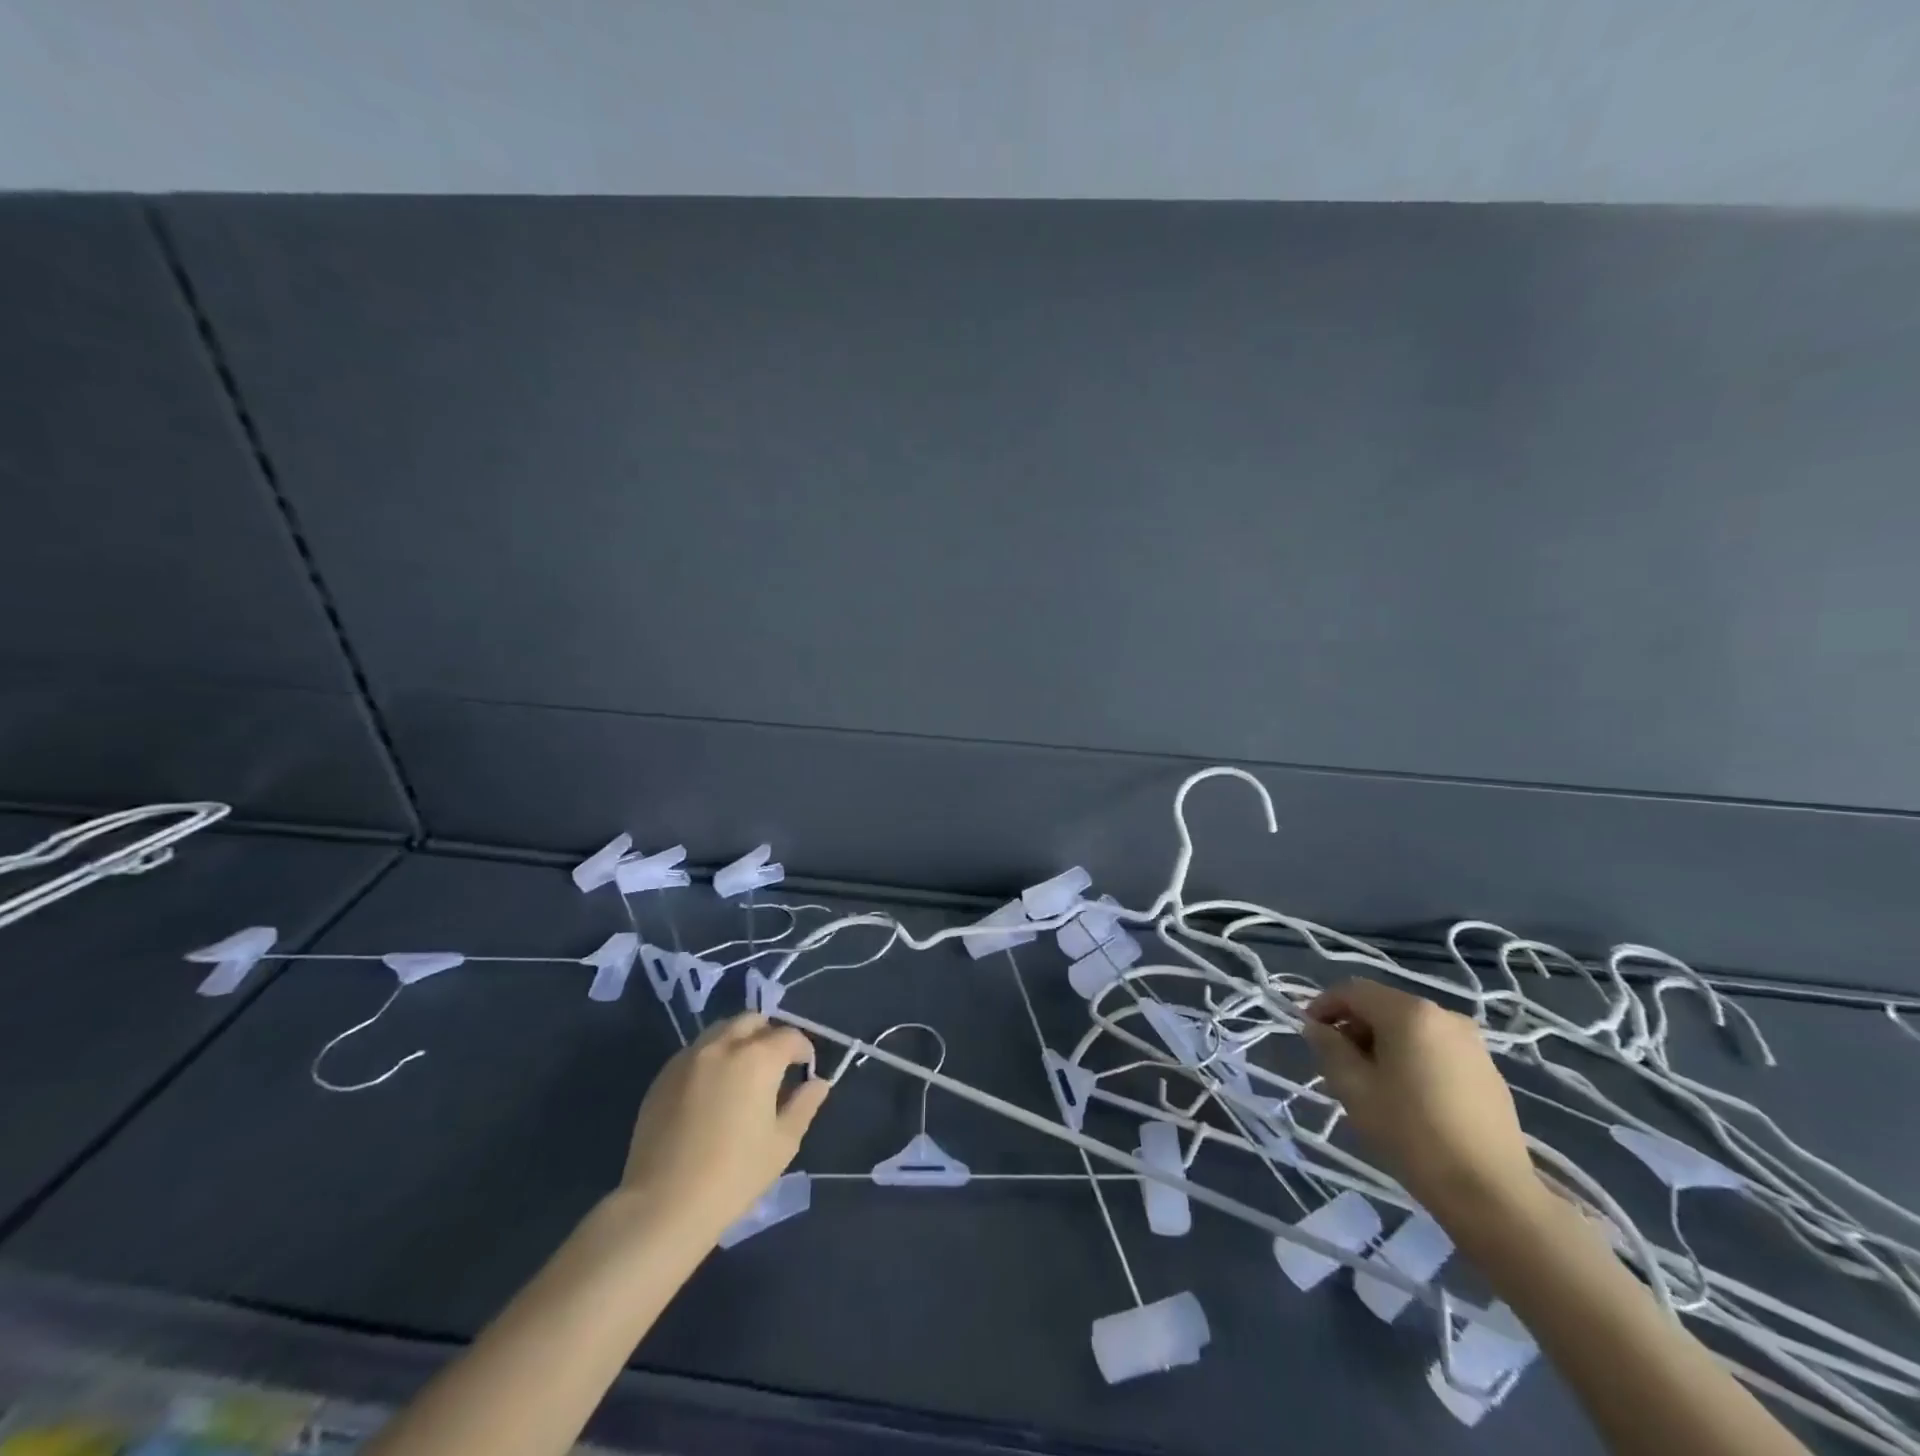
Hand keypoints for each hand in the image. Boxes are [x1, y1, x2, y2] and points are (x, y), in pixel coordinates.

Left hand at [613, 1013, 829, 1242]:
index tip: (805, 1070)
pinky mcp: (664, 1075)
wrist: (663, 1205)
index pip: (789, 1036)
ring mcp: (689, 1058)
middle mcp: (723, 1046)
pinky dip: (712, 1057)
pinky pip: (696, 1051)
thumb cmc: (733, 1176)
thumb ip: (804, 1105)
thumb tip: (817, 1083)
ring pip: (721, 1030)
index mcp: (757, 1058)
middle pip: (753, 1020)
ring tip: (743, 1074)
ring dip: (739, 1041)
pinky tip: (712, 1091)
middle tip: (775, 1066)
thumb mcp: (782, 1143)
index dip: (804, 1050)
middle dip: (769, 1035)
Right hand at [1302, 979, 1540, 1225]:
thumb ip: (1329, 1048)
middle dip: (1354, 1027)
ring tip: (1370, 1082)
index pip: (1353, 991)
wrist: (1492, 1193)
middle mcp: (1444, 1016)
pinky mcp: (1488, 1071)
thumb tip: (1317, 1028)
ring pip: (1411, 1028)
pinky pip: (1436, 1049)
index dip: (1323, 1006)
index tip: (1309, 1033)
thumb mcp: (1354, 1088)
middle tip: (1337, 1063)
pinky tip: (1408, 1095)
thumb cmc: (1412, 1133)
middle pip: (1384, 1007)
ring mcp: (1472, 1043)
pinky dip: (1412, 1058)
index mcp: (1409, 1013)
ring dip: (1382, 1043)